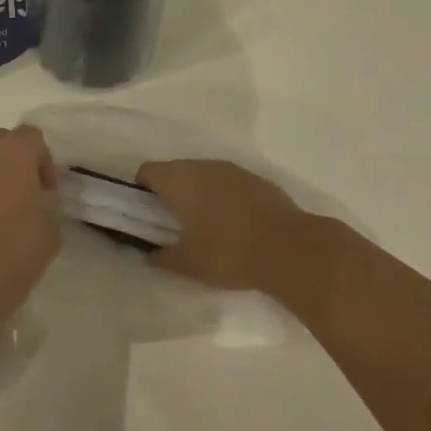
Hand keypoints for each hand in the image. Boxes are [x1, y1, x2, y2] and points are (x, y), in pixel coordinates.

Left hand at [0, 126, 59, 301]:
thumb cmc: (16, 245)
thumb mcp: (50, 227)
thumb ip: (47, 204)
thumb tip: (37, 202)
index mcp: (15, 150)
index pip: (32, 136)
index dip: (44, 161)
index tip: (48, 192)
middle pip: (6, 141)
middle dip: (19, 161)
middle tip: (30, 193)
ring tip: (9, 209)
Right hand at [136, 159, 313, 291]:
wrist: (289, 248)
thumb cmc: (229, 253)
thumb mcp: (190, 264)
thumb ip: (163, 258)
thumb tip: (150, 256)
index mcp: (180, 180)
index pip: (147, 171)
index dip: (141, 190)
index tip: (146, 215)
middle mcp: (202, 166)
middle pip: (175, 170)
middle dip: (170, 192)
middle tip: (174, 224)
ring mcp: (231, 169)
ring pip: (203, 174)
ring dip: (198, 192)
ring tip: (206, 226)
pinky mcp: (255, 178)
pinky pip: (227, 182)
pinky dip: (223, 196)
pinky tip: (235, 224)